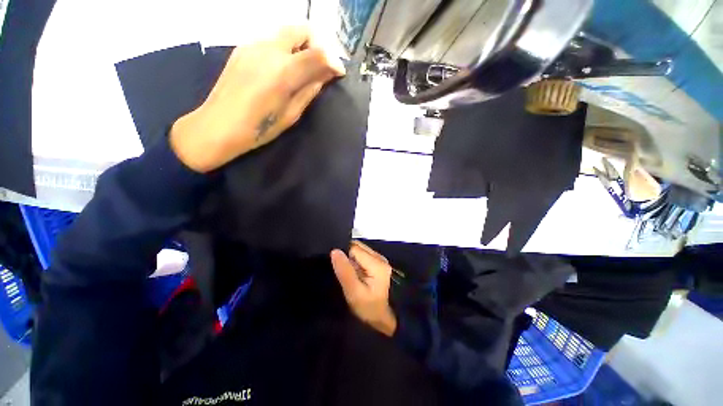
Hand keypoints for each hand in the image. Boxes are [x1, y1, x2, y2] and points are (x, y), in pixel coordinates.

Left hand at [170, 25, 345, 172]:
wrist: (218, 126)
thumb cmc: (259, 128)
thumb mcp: (292, 114)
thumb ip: (310, 90)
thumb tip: (326, 75)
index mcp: (283, 71)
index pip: (318, 54)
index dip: (334, 61)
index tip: (339, 73)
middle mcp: (268, 49)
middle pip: (302, 30)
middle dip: (318, 45)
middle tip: (321, 66)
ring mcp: (253, 44)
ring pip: (286, 32)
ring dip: (301, 46)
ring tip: (303, 68)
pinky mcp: (242, 47)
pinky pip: (271, 39)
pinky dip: (285, 48)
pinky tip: (283, 68)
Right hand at [331, 241, 396, 336]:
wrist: (379, 317)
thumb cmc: (366, 307)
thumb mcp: (353, 292)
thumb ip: (344, 270)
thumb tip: (335, 251)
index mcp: (377, 264)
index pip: (354, 249)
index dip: (345, 257)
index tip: (341, 269)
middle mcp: (380, 257)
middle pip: (358, 247)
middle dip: (348, 256)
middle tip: (345, 272)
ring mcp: (380, 259)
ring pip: (359, 249)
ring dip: (351, 258)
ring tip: (349, 273)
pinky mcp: (377, 262)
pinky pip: (362, 254)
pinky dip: (355, 260)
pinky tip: (355, 272)